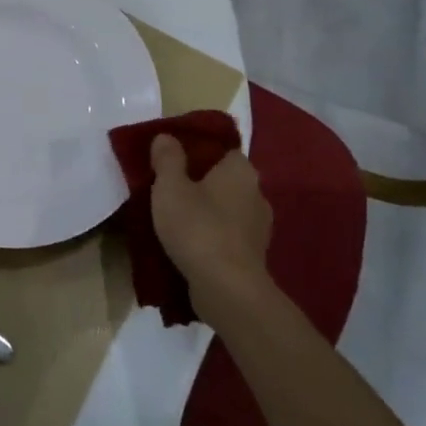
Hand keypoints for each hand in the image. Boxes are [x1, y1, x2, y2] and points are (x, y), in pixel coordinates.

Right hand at [150, 137, 272, 312]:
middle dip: (201, 184)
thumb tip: (166, 137)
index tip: (173, 162)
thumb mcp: (170, 187)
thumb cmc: (198, 227)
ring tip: (177, 220)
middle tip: (170, 190)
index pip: (223, 150)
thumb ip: (167, 159)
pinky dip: (212, 237)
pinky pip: (229, 236)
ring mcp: (259, 228)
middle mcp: (257, 194)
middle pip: (225, 180)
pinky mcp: (254, 256)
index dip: (198, 152)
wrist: (227, 289)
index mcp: (241, 171)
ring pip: (227, 210)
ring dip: (207, 213)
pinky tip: (190, 245)